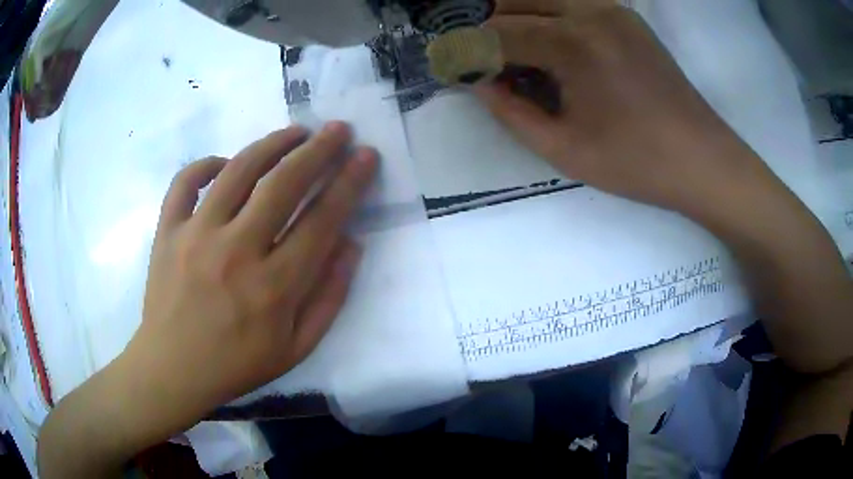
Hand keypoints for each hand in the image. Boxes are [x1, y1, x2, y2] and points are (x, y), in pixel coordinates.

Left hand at [127, 122, 377, 415]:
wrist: (173, 370)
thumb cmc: (236, 365)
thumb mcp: (296, 348)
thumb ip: (329, 297)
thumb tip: (350, 243)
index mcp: (273, 287)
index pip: (321, 220)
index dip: (349, 183)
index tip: (366, 156)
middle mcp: (236, 252)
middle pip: (283, 184)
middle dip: (319, 150)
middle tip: (338, 129)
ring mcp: (195, 236)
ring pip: (238, 171)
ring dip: (273, 144)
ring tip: (296, 132)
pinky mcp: (167, 231)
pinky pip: (185, 182)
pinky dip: (206, 164)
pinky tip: (224, 163)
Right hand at [476, 0, 776, 216]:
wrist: (703, 159)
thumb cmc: (638, 163)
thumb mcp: (564, 149)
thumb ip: (510, 112)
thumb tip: (477, 82)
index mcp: (572, 43)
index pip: (496, 34)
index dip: (467, 51)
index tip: (451, 68)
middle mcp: (588, 11)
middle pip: (512, 2)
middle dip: (485, 29)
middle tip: (477, 60)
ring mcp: (611, 9)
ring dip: (514, 18)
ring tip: (509, 54)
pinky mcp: (626, 16)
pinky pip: (570, 3)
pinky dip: (546, 16)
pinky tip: (548, 46)